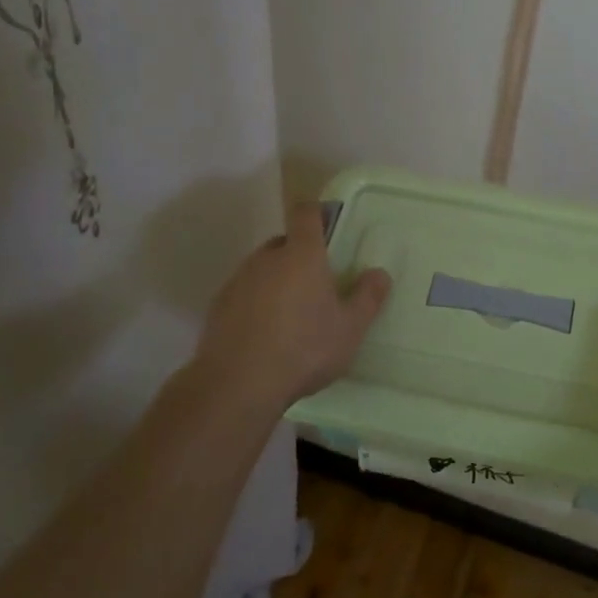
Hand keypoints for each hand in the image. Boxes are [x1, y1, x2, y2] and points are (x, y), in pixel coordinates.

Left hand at [194, 203, 391, 408]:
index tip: (328, 225)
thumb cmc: (304, 349)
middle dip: (299, 255)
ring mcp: (238, 281)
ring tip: (291, 314)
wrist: (238, 384)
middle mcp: (267, 258)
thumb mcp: (350, 329)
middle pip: (284, 242)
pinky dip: (255, 303)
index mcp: (302, 254)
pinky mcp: (218, 306)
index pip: (305, 213)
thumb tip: (379, 273)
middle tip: (317, 284)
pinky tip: (265, 333)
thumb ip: (368, 298)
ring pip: (262, 268)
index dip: (317, 213)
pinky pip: (244, 293)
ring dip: (276, 280)